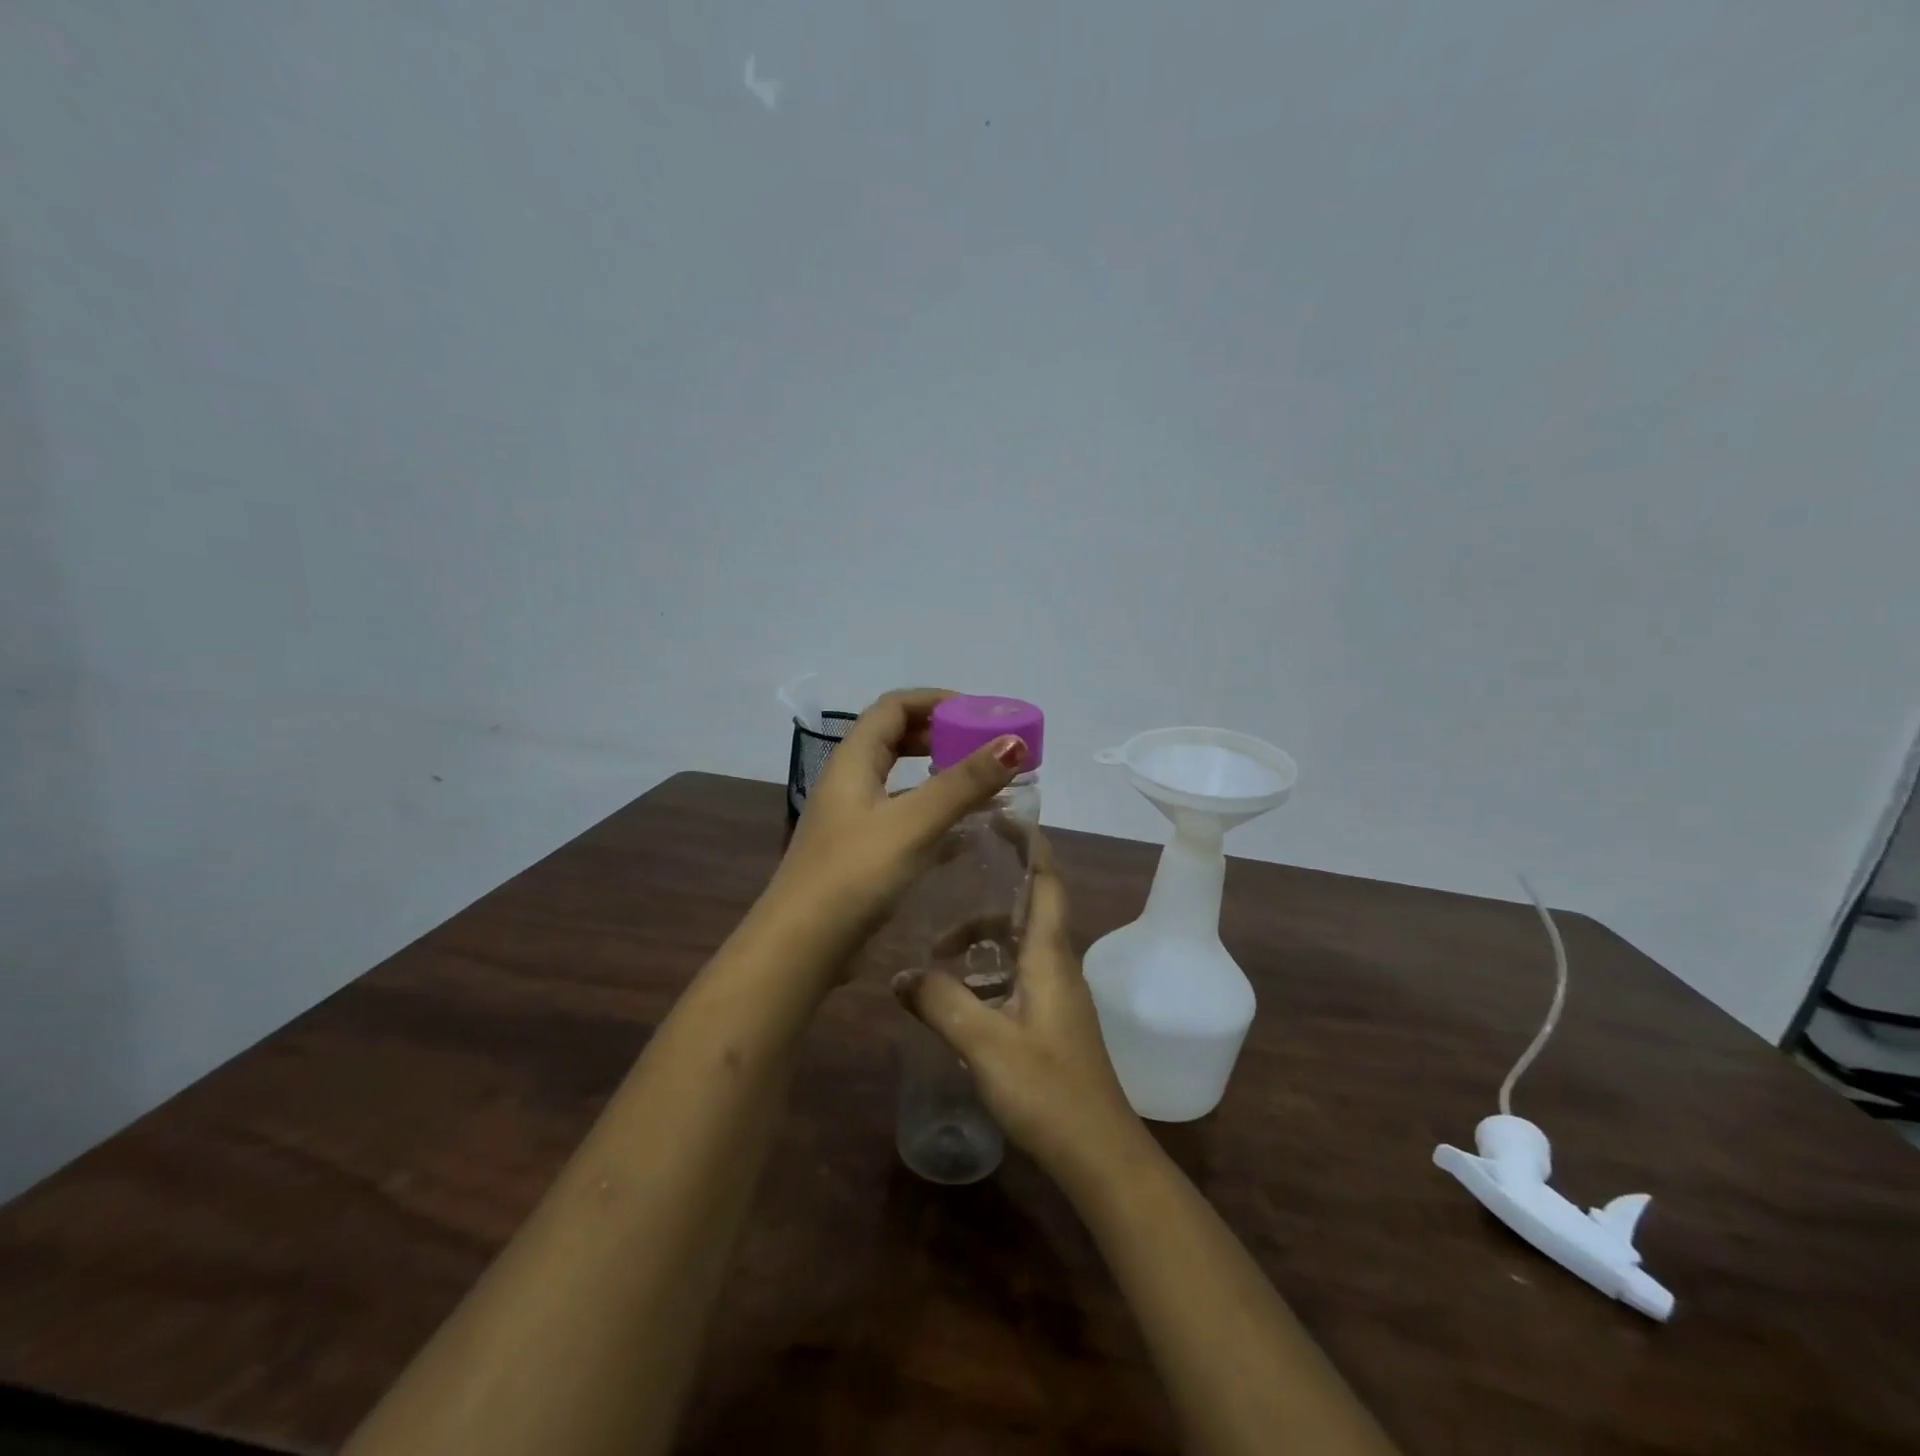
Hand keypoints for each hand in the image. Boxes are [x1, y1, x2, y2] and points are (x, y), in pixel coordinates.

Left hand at [764, 687, 1029, 961]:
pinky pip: (900, 817)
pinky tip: (960, 834)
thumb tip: (1014, 741)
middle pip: (894, 739)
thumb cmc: (854, 875)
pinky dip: (930, 813)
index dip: (935, 700)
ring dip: (936, 775)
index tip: (978, 712)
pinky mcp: (858, 853)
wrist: (801, 948)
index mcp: (853, 761)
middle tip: (983, 746)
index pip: (893, 707)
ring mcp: (850, 820)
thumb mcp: (913, 823)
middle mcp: (848, 782)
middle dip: (939, 735)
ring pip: (898, 781)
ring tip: (979, 784)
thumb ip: (964, 783)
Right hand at [894, 840, 1144, 1182]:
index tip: (1001, 817)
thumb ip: (940, 1004)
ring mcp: (1056, 996)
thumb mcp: (984, 1043)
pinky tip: (955, 996)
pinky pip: (1016, 976)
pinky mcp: (1050, 1023)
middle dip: (986, 897)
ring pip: (1018, 946)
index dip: (1029, 844)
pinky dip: (986, 971)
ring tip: (935, 953)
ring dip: (981, 940)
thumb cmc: (1048, 1090)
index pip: (1046, 880)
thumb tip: (900, 976)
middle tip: (943, 891)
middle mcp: (1057, 966)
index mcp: (1050, 955)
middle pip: (1026, 910)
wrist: (1099, 1155)